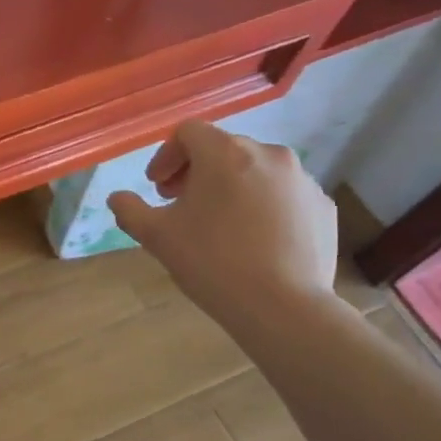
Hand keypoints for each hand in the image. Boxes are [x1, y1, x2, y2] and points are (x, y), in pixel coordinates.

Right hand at [107, 121, 337, 329]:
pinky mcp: (323, 207)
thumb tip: (118, 199)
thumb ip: (130, 210)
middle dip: (197, 172)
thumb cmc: (212, 262)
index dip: (166, 156)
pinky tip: (254, 240)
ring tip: (219, 224)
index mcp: (224, 153)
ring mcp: (301, 180)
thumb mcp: (157, 236)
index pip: (188, 132)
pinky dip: (264, 206)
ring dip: (232, 187)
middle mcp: (268, 154)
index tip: (157, 187)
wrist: (284, 308)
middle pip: (223, 149)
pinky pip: (284, 195)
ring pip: (256, 171)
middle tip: (182, 204)